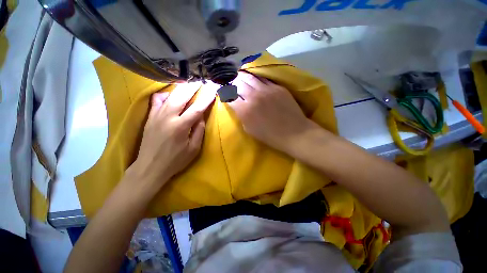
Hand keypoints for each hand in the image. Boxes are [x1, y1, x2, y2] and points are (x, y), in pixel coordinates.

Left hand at [129, 82, 215, 189]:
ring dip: (181, 88)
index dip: (206, 99)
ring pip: (170, 95)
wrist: (150, 167)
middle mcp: (168, 117)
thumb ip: (199, 131)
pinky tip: (170, 94)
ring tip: (189, 84)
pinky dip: (165, 95)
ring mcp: (157, 115)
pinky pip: (157, 100)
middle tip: (201, 82)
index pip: (197, 108)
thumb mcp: (193, 149)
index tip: (213, 90)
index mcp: (181, 126)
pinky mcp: (150, 117)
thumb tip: (201, 116)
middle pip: (182, 96)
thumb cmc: (175, 160)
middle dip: (193, 87)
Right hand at [228, 72, 318, 155]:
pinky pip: (263, 79)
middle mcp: (253, 96)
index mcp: (245, 110)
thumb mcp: (249, 130)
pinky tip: (253, 77)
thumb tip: (238, 106)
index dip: (225, 93)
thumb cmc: (270, 136)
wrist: (294, 133)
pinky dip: (255, 77)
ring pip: (249, 77)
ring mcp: (266, 90)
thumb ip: (241, 116)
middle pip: (238, 83)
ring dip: (242, 76)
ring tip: (239, 74)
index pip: (229, 97)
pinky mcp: (277, 87)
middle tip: (231, 81)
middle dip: (232, 82)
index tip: (224, 92)